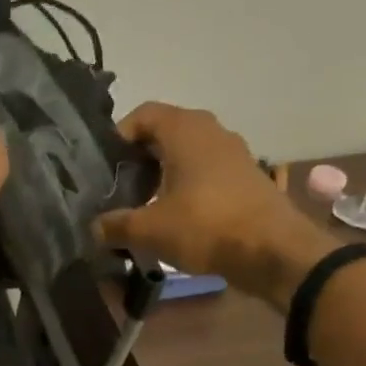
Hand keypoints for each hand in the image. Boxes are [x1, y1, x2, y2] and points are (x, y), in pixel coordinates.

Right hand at [94, 102, 335, 307]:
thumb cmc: (205, 227)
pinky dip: (184, 185)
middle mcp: (210, 131)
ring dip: (162, 173)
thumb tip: (94, 228)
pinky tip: (173, 215)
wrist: (272, 250)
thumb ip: (115, 225)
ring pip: (186, 152)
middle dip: (138, 158)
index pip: (143, 115)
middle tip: (118, 187)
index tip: (104, 166)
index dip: (119, 136)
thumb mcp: (149, 230)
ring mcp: (232, 153)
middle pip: (164, 132)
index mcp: (185, 131)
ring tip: (143, 204)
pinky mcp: (244, 176)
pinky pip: (205, 170)